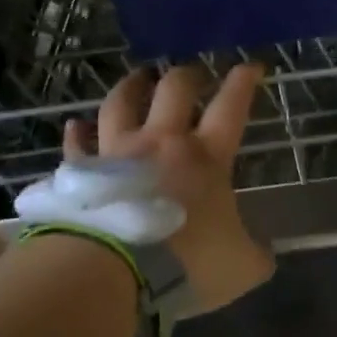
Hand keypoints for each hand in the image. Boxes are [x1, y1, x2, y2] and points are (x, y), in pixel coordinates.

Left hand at [65, 63, 272, 316]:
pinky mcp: (83, 173)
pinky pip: (77, 145)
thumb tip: (263, 255)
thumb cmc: (186, 263)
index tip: (250, 66)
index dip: (243, 82)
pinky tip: (74, 125)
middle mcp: (161, 142)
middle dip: (187, 75)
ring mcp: (118, 153)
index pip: (231, 107)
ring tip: (138, 77)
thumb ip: (254, 256)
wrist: (114, 271)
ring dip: (131, 86)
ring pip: (121, 103)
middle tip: (193, 73)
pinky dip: (76, 134)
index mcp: (205, 157)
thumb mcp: (240, 267)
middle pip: (174, 90)